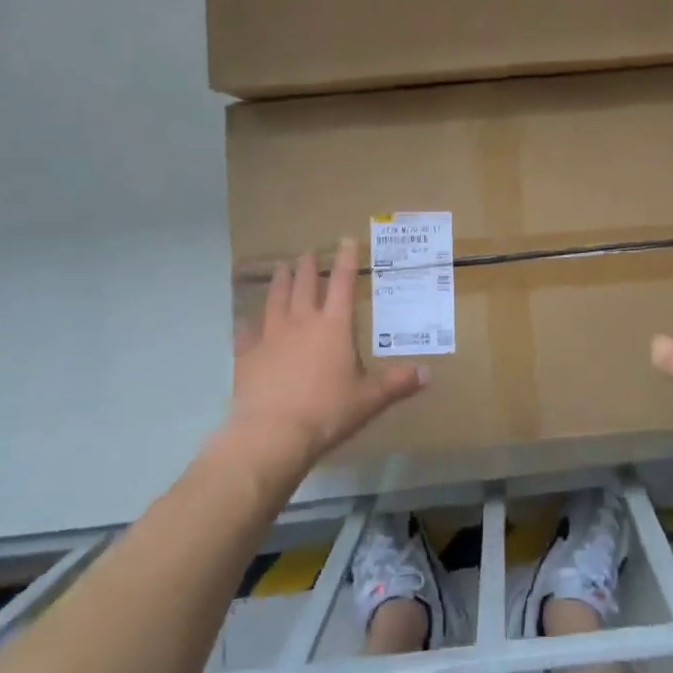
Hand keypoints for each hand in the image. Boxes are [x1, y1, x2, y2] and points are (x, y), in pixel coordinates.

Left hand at [225, 238, 426, 474]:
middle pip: (305, 284)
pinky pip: (245, 332)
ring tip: (281, 267)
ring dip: (280, 281)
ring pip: (276, 299)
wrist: (271, 434)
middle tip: (308, 251)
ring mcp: (270, 335)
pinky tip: (243, 319)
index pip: (343, 283)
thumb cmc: (326, 412)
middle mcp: (302, 321)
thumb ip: (396, 383)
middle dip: (309, 265)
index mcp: (334, 326)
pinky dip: (246, 323)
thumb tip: (428, 373)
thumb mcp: (368, 399)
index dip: (346, 259)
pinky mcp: (246, 354)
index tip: (346, 239)